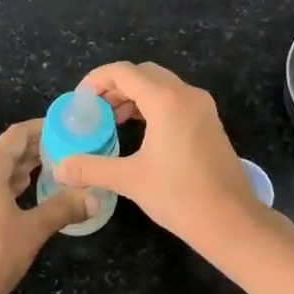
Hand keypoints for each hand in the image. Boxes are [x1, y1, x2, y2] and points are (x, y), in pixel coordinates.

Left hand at [0, 120, 91, 293]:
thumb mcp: (33, 230)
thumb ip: (63, 208)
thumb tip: (94, 198)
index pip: (16, 135)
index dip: (40, 128)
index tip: (63, 127)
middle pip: (5, 151)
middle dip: (33, 149)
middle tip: (64, 149)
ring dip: (21, 167)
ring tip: (50, 168)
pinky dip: (7, 183)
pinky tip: (25, 192)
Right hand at [54, 62, 265, 251]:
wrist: (232, 221)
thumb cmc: (180, 196)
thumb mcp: (130, 180)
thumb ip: (92, 167)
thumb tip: (60, 167)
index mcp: (166, 100)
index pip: (124, 72)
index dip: (96, 80)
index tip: (79, 101)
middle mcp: (186, 94)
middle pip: (143, 73)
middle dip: (114, 86)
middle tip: (94, 110)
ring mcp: (202, 107)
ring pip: (161, 85)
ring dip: (134, 95)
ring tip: (112, 121)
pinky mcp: (209, 122)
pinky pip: (175, 100)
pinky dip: (152, 105)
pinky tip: (140, 131)